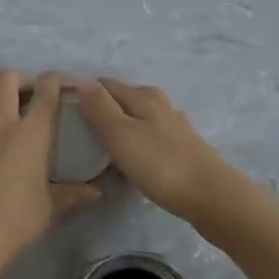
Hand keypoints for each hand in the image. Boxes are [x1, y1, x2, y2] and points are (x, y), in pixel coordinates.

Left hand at [0, 70, 102, 271]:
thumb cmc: (17, 219)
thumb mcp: (52, 208)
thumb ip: (75, 194)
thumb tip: (97, 192)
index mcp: (32, 132)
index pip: (45, 88)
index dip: (54, 79)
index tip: (61, 85)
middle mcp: (2, 123)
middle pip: (5, 78)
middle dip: (19, 80)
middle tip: (29, 100)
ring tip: (9, 129)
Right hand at [75, 78, 252, 230]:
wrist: (212, 198)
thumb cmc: (161, 165)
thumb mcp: (121, 136)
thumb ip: (100, 109)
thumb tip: (80, 81)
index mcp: (143, 96)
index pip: (105, 84)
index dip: (85, 94)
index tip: (65, 112)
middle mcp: (159, 104)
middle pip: (123, 99)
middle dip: (102, 109)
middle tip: (80, 133)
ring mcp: (174, 126)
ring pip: (138, 118)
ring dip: (121, 127)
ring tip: (103, 148)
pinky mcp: (183, 148)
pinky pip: (150, 137)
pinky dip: (137, 143)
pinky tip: (133, 160)